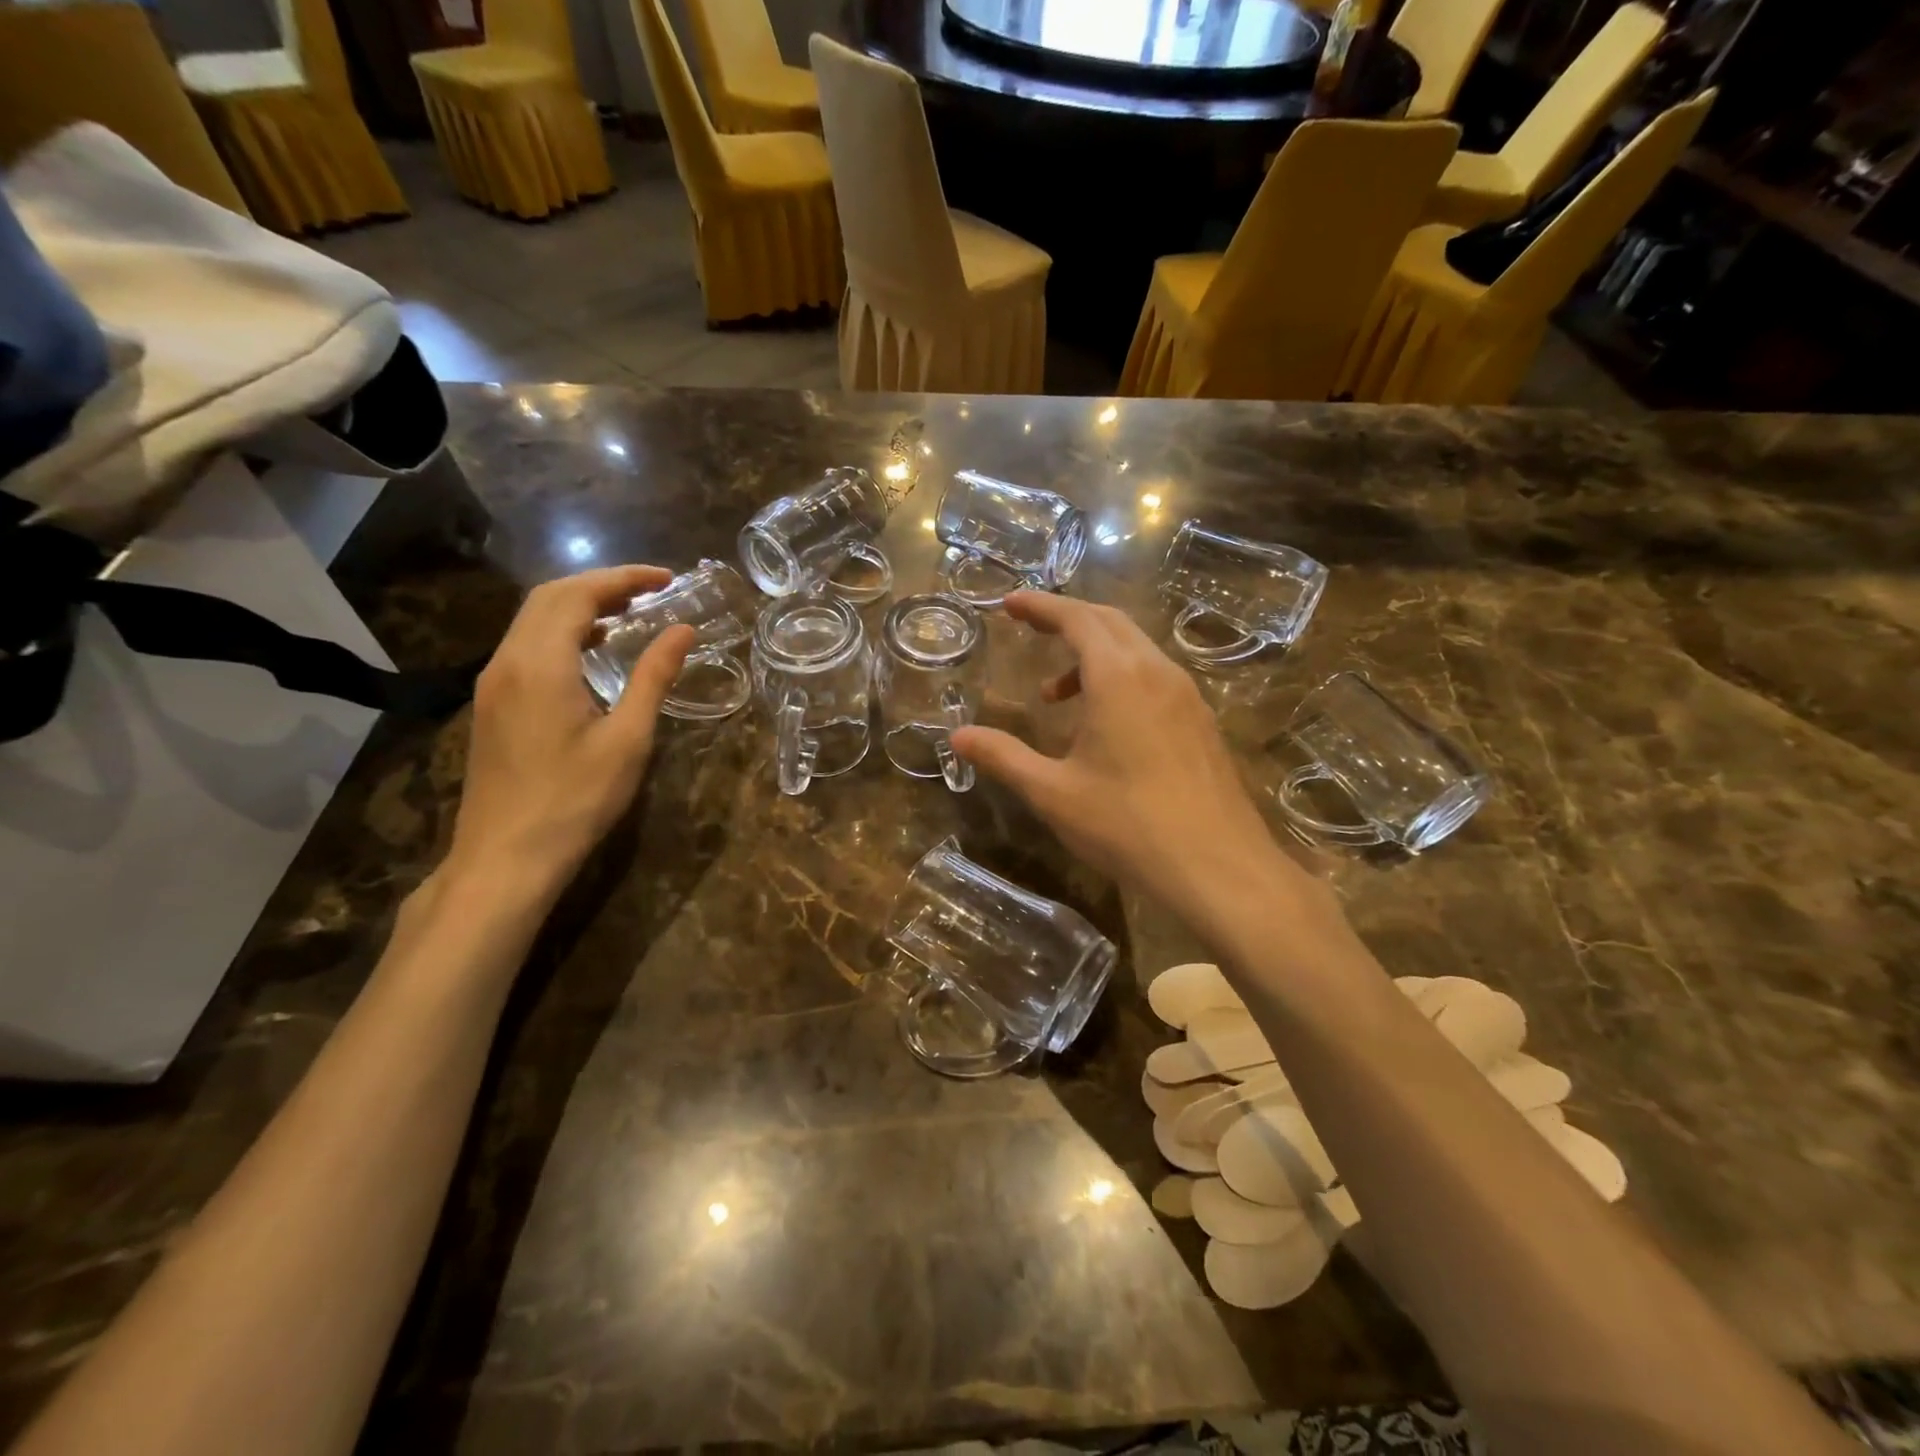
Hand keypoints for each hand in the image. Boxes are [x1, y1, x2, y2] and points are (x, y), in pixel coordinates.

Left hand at [445, 566, 693, 903]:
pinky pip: (526, 646)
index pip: (579, 594)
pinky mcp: (492, 704)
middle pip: (548, 598)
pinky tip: (592, 653)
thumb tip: (682, 630)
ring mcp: (493, 683)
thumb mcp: (628, 739)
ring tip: (630, 615)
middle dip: (600, 584)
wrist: (506, 856)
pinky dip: (562, 633)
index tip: (667, 580)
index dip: (624, 578)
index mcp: (540, 663)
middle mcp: (508, 661)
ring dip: (579, 606)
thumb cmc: (575, 799)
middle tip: (651, 591)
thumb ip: (653, 677)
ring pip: (532, 621)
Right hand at [950, 592, 1295, 918]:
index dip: (1041, 606)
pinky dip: (1120, 678)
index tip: (1010, 603)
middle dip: (1067, 619)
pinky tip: (1105, 725)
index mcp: (1118, 676)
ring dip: (1093, 655)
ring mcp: (1186, 696)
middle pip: (1110, 622)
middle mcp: (1157, 672)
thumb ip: (1003, 757)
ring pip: (1135, 650)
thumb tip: (958, 738)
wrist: (1218, 867)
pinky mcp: (1201, 722)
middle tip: (1030, 628)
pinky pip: (1155, 677)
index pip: (1077, 618)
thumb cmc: (1127, 825)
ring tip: (1056, 697)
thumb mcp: (1053, 792)